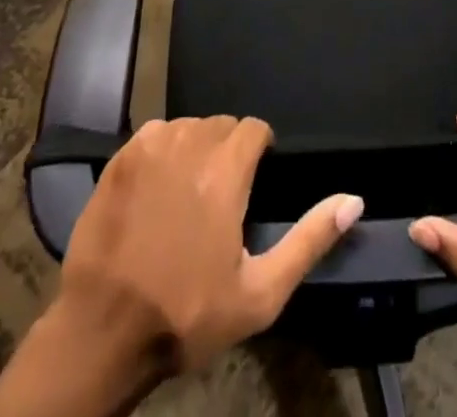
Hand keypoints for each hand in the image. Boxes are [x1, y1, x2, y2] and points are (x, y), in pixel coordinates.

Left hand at [0, 117, 362, 416]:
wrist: (103, 333)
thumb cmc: (186, 314)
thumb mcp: (260, 294)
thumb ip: (309, 240)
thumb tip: (353, 200)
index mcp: (226, 171)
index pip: (253, 128)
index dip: (260, 148)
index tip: (257, 177)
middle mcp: (190, 144)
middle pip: (220, 125)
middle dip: (228, 149)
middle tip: (224, 192)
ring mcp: (150, 148)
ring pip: (187, 126)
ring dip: (196, 147)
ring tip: (191, 189)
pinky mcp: (119, 159)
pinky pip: (153, 134)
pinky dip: (162, 149)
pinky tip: (158, 184)